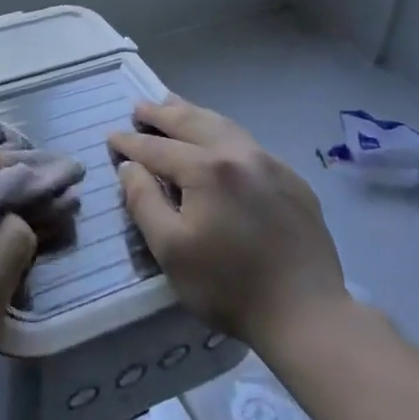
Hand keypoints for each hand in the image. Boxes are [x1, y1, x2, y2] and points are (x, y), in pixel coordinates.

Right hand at [108, 98, 346, 349]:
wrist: (306, 313)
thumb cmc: (228, 286)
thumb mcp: (170, 249)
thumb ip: (143, 201)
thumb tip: (129, 167)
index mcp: (206, 169)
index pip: (157, 148)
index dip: (130, 142)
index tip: (111, 136)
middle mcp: (239, 153)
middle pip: (192, 123)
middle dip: (161, 114)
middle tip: (139, 107)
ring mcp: (271, 163)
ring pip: (224, 125)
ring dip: (193, 114)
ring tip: (173, 105)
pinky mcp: (292, 180)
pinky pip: (248, 143)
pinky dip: (223, 132)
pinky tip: (218, 139)